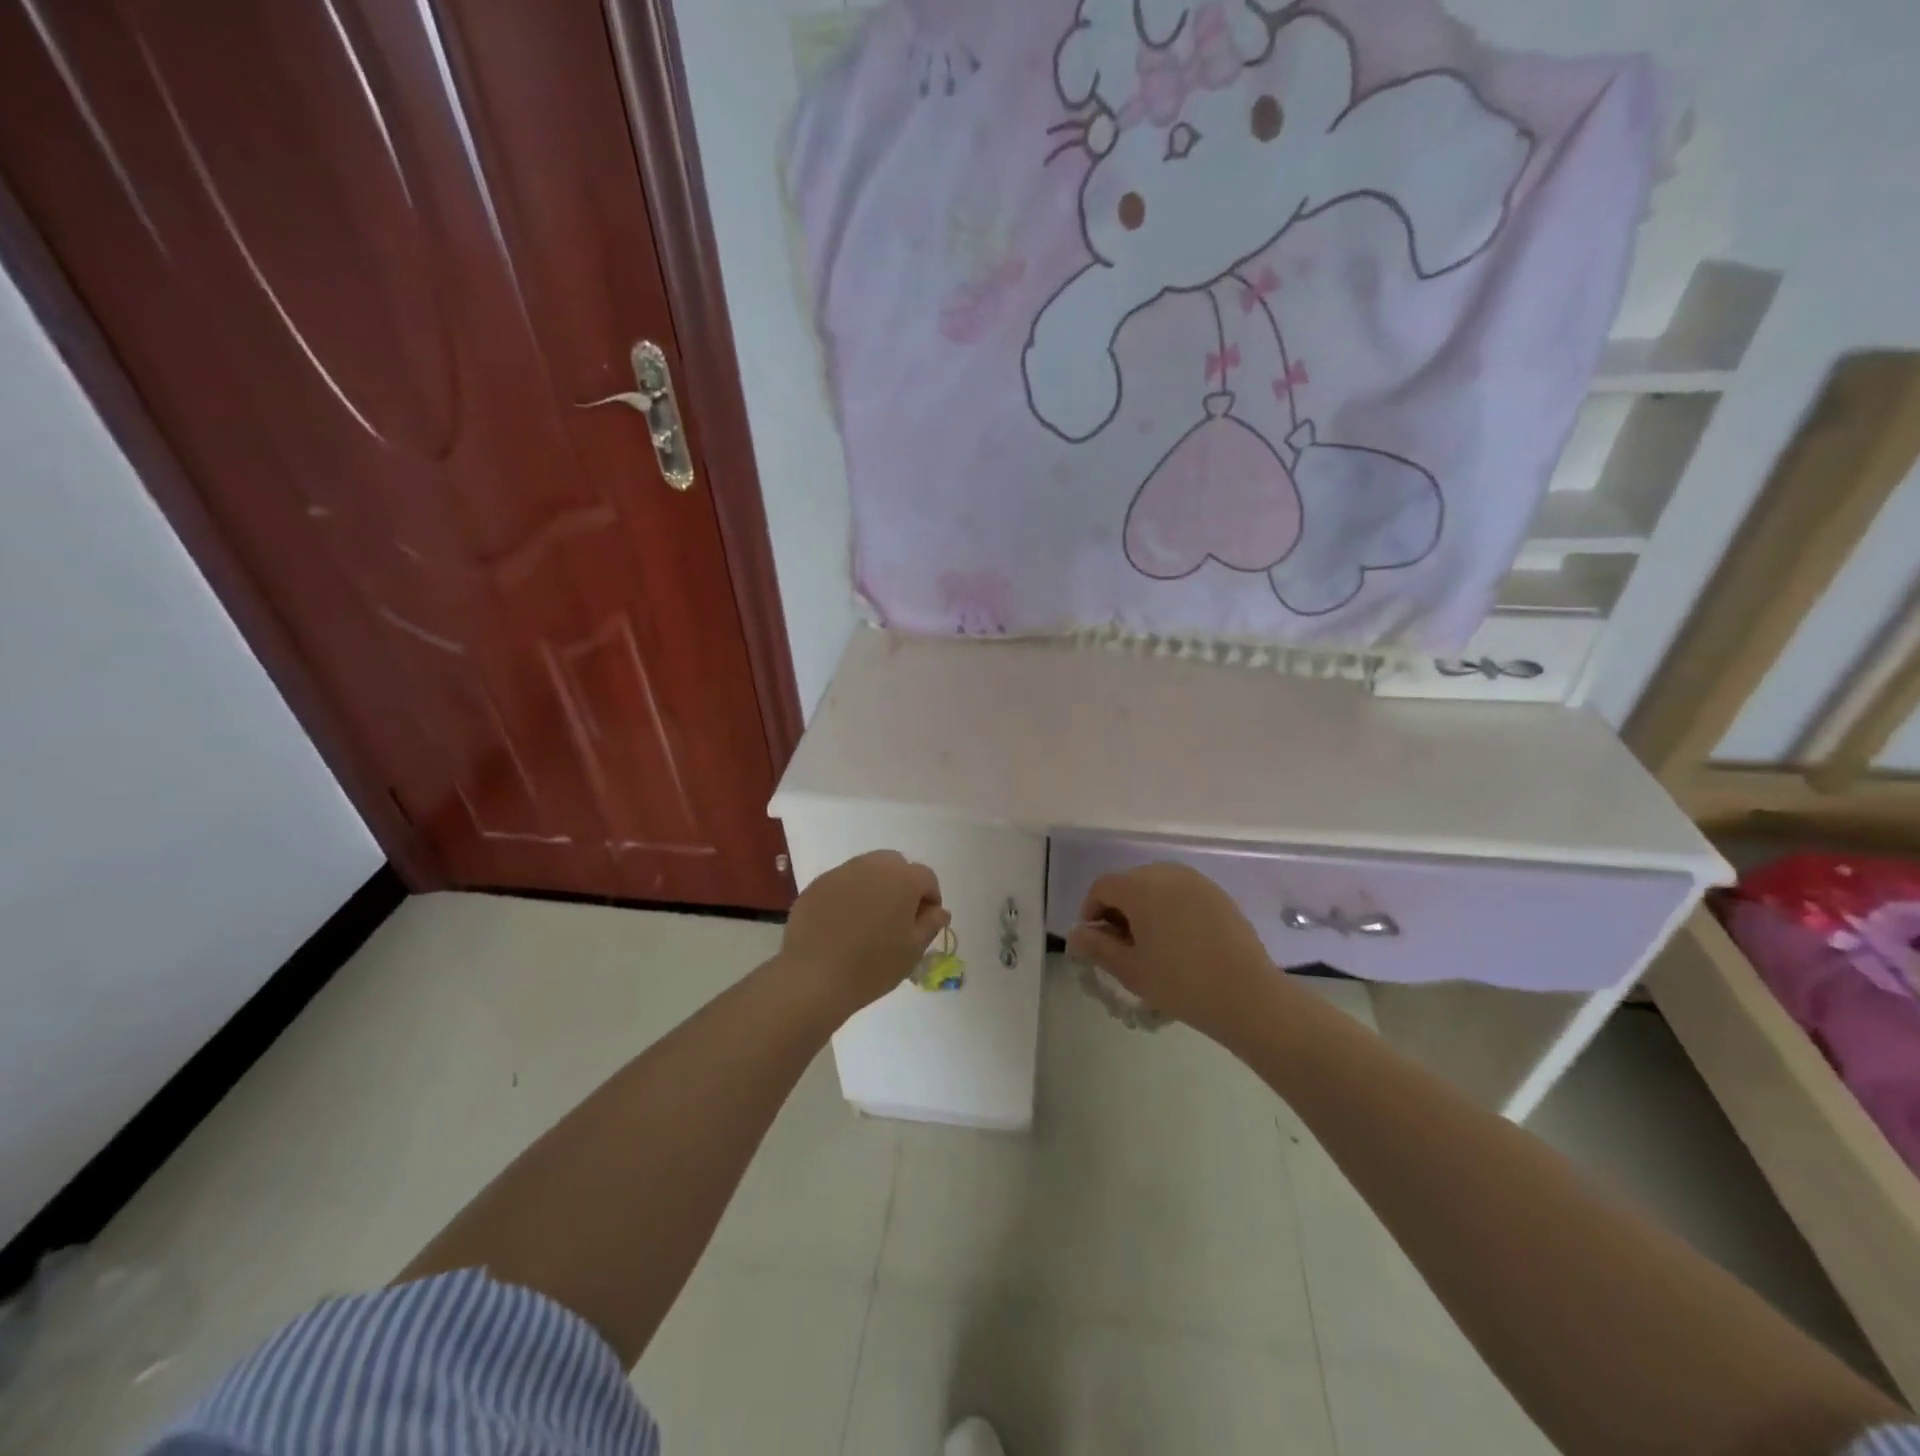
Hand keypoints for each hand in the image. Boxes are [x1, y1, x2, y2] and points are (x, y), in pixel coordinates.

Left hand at [781, 851, 950, 1014]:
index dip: (930, 899)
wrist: (814, 977)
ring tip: (868, 919)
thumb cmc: (873, 966)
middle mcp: (872, 866)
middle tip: (897, 916)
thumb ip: (931, 924)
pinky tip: (842, 924)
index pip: (926, 877)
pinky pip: (841, 883)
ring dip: (874, 886)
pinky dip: (847, 896)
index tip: (925, 922)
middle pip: (895, 865)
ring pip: (866, 870)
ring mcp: (841, 872)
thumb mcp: (913, 950)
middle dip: (902, 884)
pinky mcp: (816, 885)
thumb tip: (938, 910)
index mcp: (902, 878)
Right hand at [1064, 862, 1282, 1043]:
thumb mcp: (1130, 970)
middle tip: (1121, 945)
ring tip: (1150, 943)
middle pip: (1129, 882)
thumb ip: (1097, 947)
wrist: (1249, 997)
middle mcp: (1167, 873)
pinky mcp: (1218, 895)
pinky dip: (1170, 908)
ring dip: (1144, 906)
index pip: (1103, 886)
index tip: (1095, 941)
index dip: (1091, 910)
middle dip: (1118, 908)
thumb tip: (1076, 934)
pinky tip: (1179, 941)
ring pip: (1156, 885)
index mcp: (1141, 887)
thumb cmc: (1181, 983)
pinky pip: (1182, 892)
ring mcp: (1197, 881)